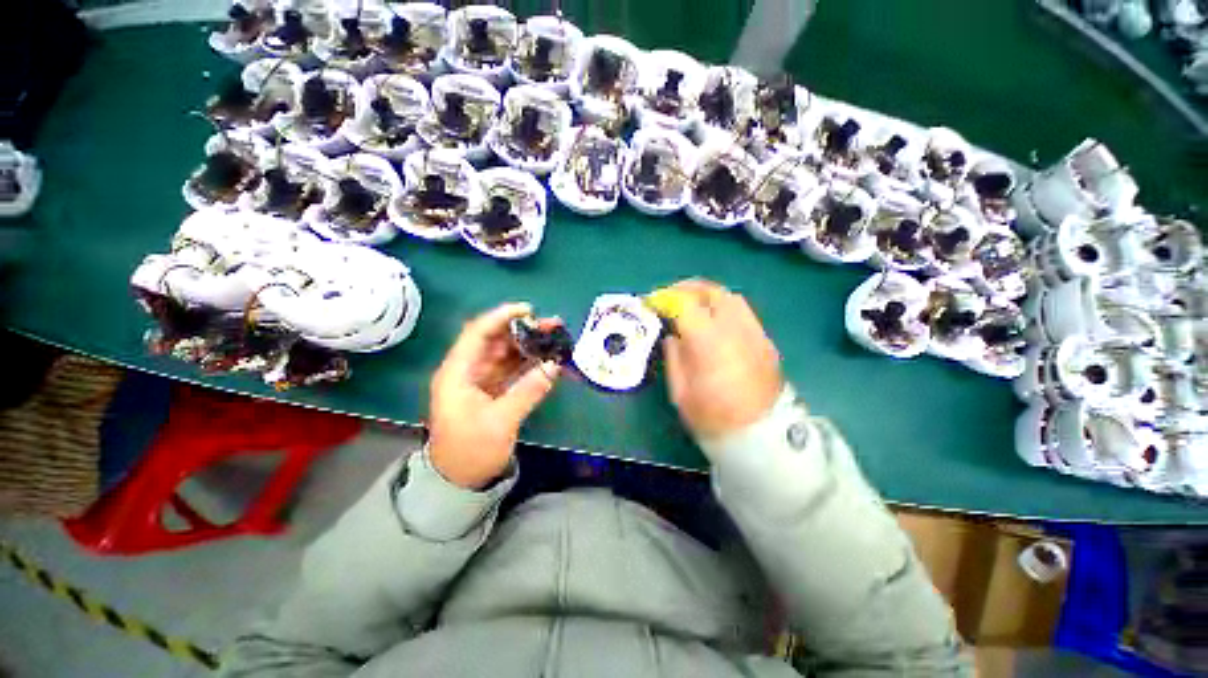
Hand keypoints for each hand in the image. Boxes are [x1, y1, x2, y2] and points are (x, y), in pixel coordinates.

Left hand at [429, 303, 560, 488]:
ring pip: (506, 353)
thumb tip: (554, 366)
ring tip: (555, 336)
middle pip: (495, 340)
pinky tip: (547, 357)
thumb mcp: (501, 422)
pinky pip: (512, 369)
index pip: (477, 333)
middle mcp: (467, 371)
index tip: (528, 310)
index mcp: (458, 373)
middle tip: (552, 324)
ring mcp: (481, 380)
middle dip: (523, 330)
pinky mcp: (492, 390)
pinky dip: (529, 362)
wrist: (459, 481)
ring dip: (529, 344)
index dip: (501, 317)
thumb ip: (528, 391)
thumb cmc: (471, 451)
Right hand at [662, 280, 783, 438]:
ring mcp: (755, 333)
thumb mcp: (681, 392)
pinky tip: (716, 321)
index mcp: (708, 343)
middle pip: (712, 292)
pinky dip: (725, 308)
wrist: (760, 435)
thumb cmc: (713, 417)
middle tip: (671, 295)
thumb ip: (674, 357)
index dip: (665, 298)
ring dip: (708, 295)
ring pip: (731, 297)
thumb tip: (672, 337)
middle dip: (687, 288)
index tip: (653, 301)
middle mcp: (734, 330)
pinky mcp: (766, 341)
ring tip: (693, 304)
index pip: (685, 304)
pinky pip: (744, 313)